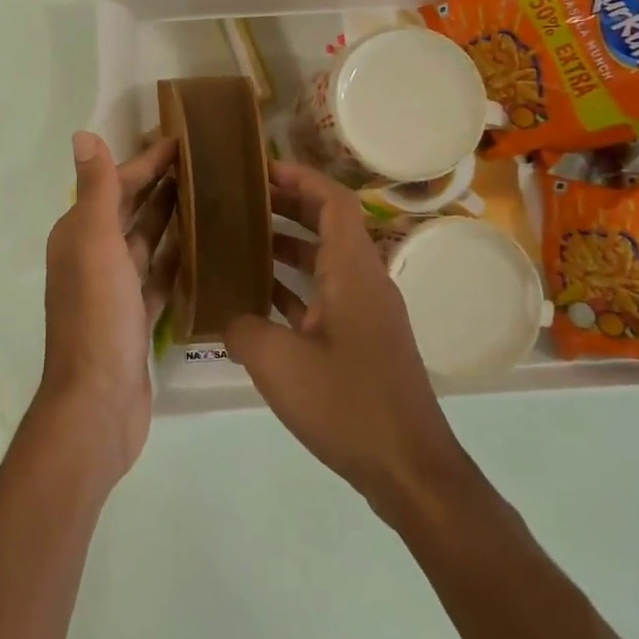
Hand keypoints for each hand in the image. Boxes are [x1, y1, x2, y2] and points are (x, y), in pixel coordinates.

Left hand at [38, 132, 178, 483]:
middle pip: (130, 212)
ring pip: (147, 245)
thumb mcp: (94, 244)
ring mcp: (115, 291)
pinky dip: (177, 263)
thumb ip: (95, 190)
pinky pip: (160, 280)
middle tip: (204, 165)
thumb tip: (82, 135)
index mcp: (79, 235)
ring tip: (211, 199)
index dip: (145, 162)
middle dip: (160, 186)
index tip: (182, 142)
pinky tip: (204, 250)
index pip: (114, 186)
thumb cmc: (97, 316)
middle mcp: (93, 258)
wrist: (98, 402)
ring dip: (172, 221)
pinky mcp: (136, 319)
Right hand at [225, 162, 468, 516]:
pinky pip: (326, 295)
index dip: (299, 178)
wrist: (410, 470)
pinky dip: (295, 287)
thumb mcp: (278, 363)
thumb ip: (243, 327)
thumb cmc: (347, 405)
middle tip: (242, 199)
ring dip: (288, 246)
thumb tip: (228, 316)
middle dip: (288, 206)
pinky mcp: (364, 341)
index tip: (260, 169)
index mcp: (353, 272)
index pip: (333, 202)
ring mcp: (368, 313)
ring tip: (241, 240)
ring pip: (327, 261)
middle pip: (330, 225)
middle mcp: (366, 282)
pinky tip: (259, 299)